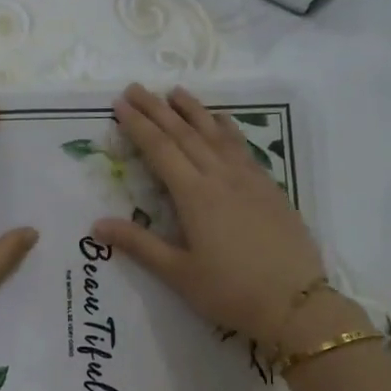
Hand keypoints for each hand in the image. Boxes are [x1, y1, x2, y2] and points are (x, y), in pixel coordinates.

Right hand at [91, 85, 365, 349]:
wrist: (294, 302)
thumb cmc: (229, 291)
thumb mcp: (178, 273)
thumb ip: (139, 244)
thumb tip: (96, 224)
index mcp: (195, 196)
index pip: (161, 150)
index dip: (138, 125)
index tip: (120, 103)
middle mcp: (221, 177)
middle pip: (185, 134)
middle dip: (158, 109)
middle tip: (137, 88)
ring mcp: (249, 179)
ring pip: (216, 134)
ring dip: (194, 111)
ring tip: (176, 92)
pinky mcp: (269, 188)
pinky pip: (241, 147)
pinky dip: (226, 128)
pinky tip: (222, 122)